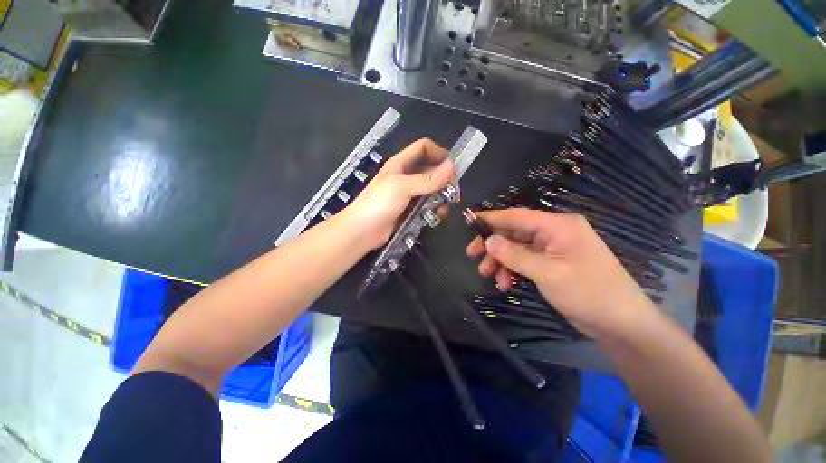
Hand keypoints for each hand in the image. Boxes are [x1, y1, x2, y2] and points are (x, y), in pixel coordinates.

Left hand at [342, 139, 454, 249]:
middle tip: (453, 191)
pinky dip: (435, 209)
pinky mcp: (410, 210)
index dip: (438, 153)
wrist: (363, 231)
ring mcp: (409, 194)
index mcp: (401, 164)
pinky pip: (428, 205)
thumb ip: (428, 178)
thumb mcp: (402, 187)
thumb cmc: (378, 203)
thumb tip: (453, 167)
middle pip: (431, 170)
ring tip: (445, 207)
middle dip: (444, 179)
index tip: (452, 167)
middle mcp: (406, 176)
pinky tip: (437, 216)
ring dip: (441, 196)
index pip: (423, 148)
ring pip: (432, 190)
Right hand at [465, 208, 654, 338]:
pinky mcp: (551, 262)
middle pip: (514, 232)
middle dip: (493, 244)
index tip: (469, 222)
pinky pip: (524, 260)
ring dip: (501, 260)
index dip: (491, 218)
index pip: (517, 215)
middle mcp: (554, 232)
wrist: (621, 324)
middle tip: (472, 255)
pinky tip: (506, 283)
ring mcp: (552, 248)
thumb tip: (489, 241)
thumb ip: (515, 255)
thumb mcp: (547, 273)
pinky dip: (512, 269)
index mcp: (558, 225)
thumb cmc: (588, 293)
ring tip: (488, 275)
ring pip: (516, 247)